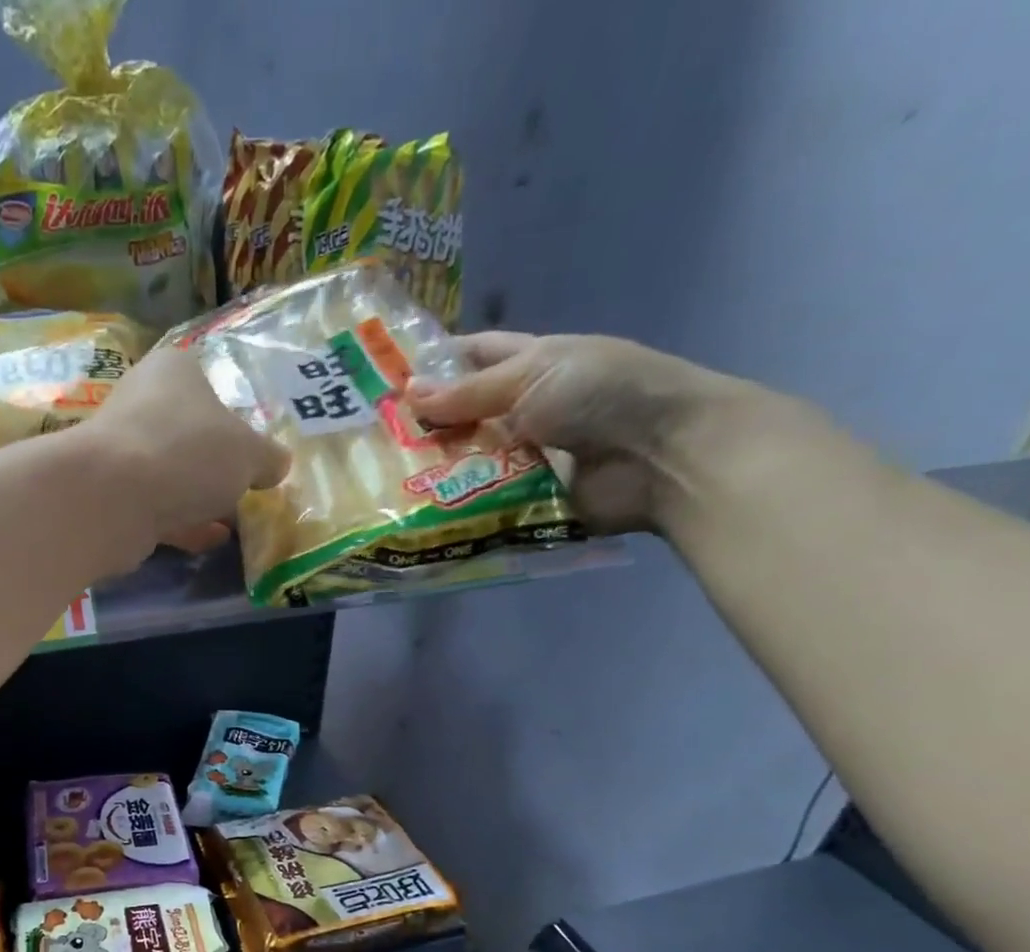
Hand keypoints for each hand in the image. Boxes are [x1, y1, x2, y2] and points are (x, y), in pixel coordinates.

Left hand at [78, 347, 290, 554]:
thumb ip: (268, 457)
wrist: (112, 499)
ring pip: (172, 473)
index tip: (254, 446)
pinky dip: (183, 522)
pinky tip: (210, 540)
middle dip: (217, 462)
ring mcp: (122, 451)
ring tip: (235, 519)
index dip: (235, 414)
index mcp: (174, 371)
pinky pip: (157, 507)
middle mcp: (142, 402)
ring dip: (200, 496)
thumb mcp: (248, 453)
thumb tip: (279, 464)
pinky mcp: (112, 495)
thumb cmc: (188, 453)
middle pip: (190, 432)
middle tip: (249, 486)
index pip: (210, 382)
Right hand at [404, 332, 742, 533]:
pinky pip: (480, 505)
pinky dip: (452, 509)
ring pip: (465, 464)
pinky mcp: (523, 502)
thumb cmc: (603, 393)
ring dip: (430, 472)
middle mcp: (523, 411)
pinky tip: (411, 516)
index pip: (473, 358)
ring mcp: (522, 459)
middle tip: (367, 442)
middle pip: (462, 417)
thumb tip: (407, 393)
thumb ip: (469, 391)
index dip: (434, 364)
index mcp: (530, 365)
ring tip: (378, 483)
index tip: (384, 380)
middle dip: (422, 427)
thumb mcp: (534, 375)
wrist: (662, 454)